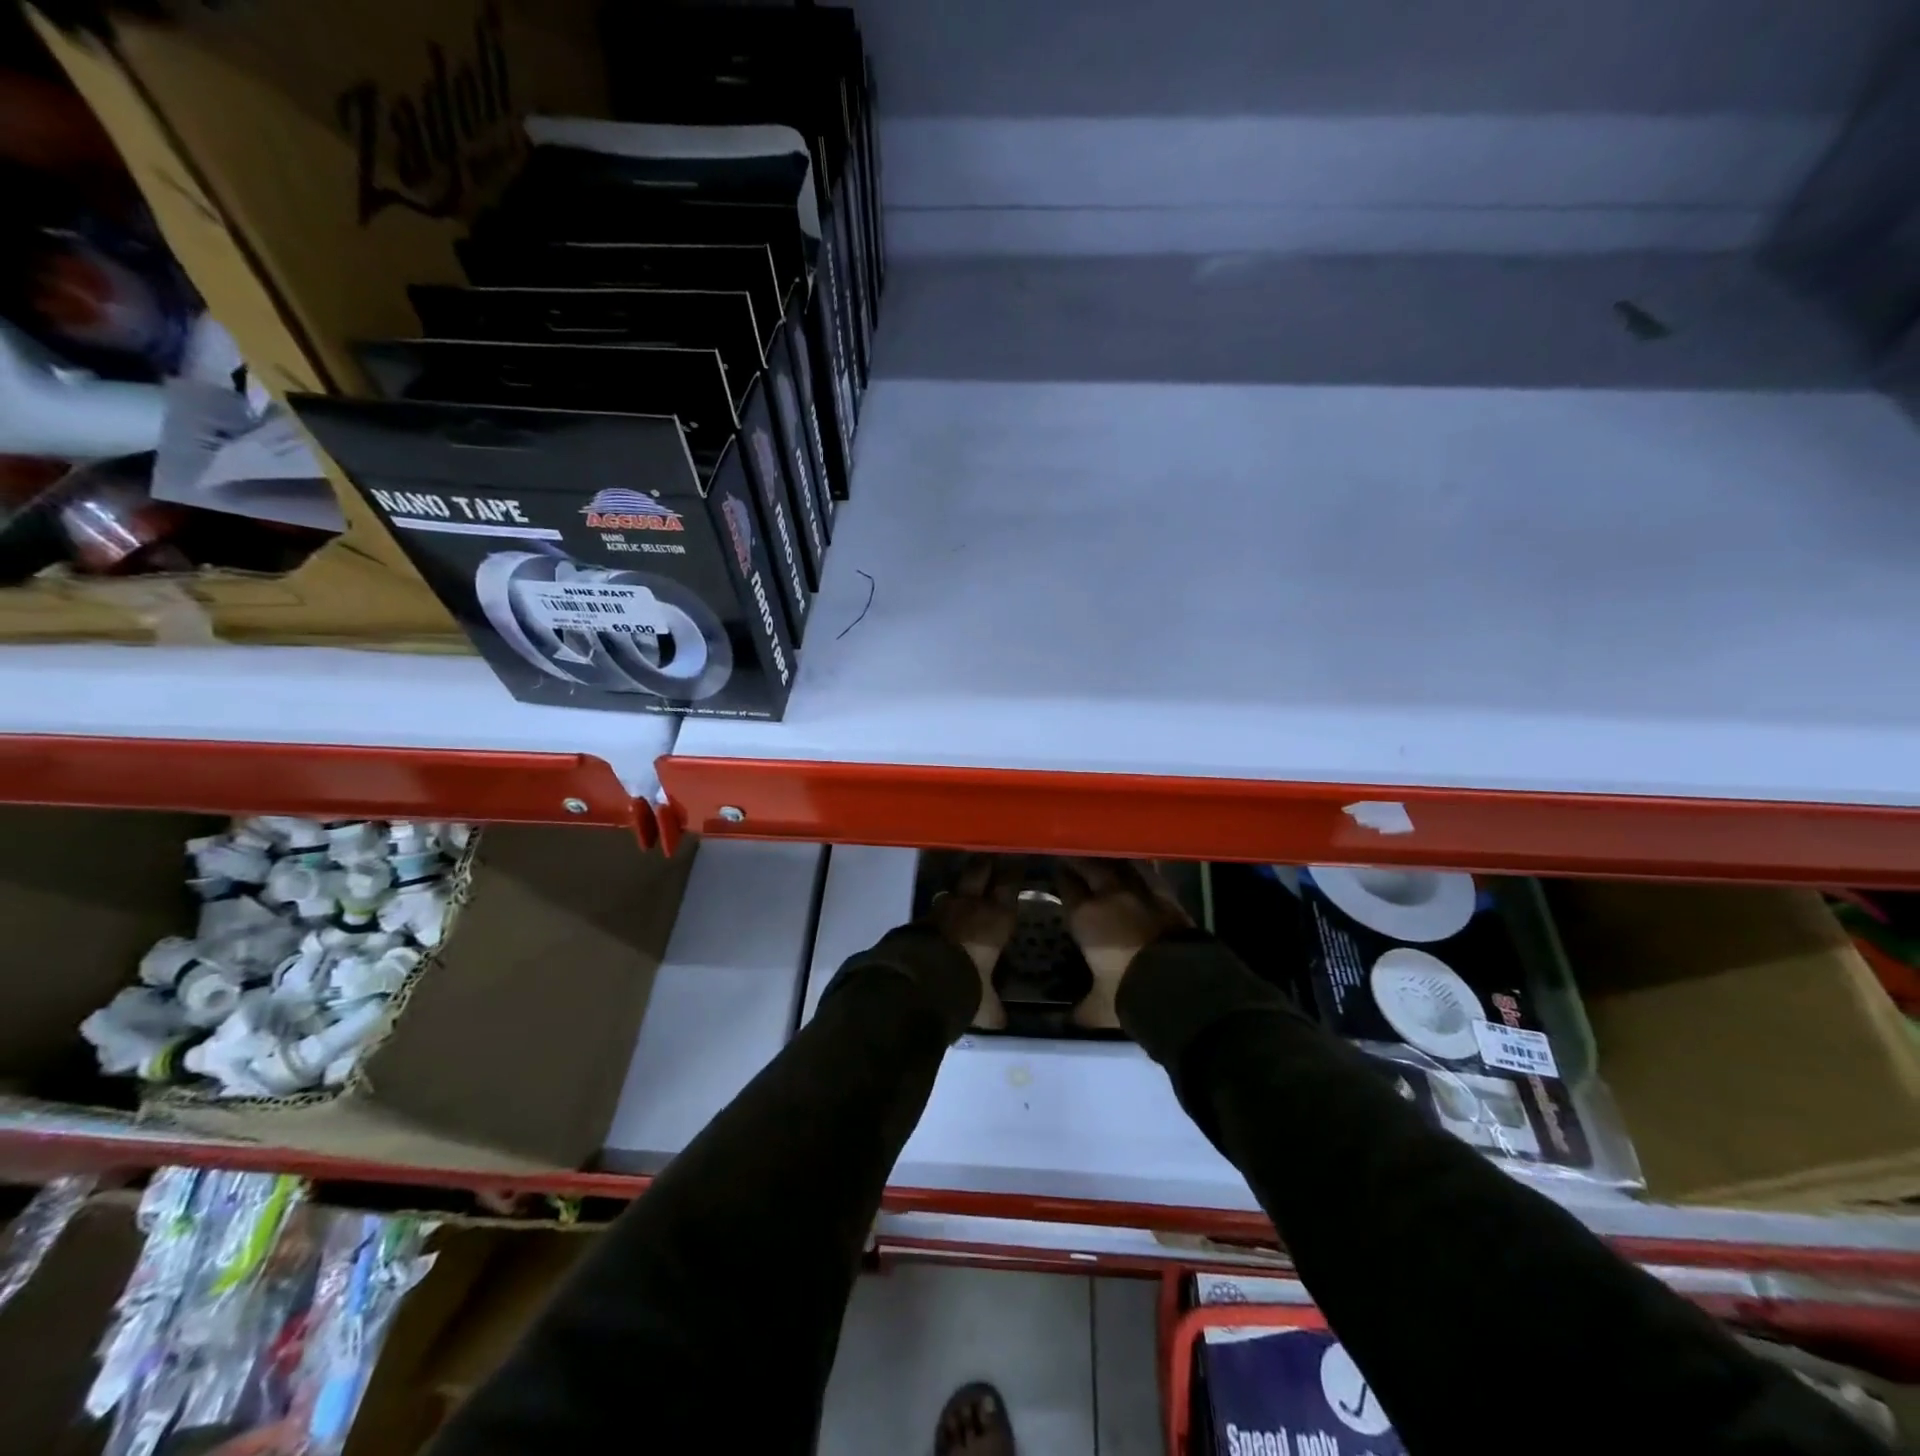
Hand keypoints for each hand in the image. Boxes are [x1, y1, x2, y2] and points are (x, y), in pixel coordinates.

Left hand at [927, 856, 1017, 1028]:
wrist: (922, 980)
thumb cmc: (968, 985)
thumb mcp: (986, 1003)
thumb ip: (993, 1008)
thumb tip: (1002, 1022)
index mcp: (997, 918)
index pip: (1009, 885)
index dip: (1013, 873)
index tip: (1017, 861)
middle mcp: (971, 905)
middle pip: (980, 871)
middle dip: (986, 864)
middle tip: (992, 858)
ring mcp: (943, 908)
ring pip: (954, 886)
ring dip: (960, 886)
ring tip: (964, 886)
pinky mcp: (920, 917)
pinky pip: (934, 908)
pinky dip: (940, 911)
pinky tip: (941, 917)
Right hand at [1056, 858, 1191, 1028]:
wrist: (1179, 986)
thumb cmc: (1128, 994)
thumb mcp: (1098, 1008)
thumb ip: (1080, 1010)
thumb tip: (1065, 1021)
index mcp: (1085, 916)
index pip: (1066, 886)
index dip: (1059, 877)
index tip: (1055, 870)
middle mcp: (1109, 895)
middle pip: (1090, 865)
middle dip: (1079, 859)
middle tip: (1073, 854)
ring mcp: (1140, 891)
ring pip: (1119, 863)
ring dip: (1109, 858)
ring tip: (1103, 856)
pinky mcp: (1167, 895)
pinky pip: (1149, 872)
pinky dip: (1139, 867)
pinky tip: (1137, 866)